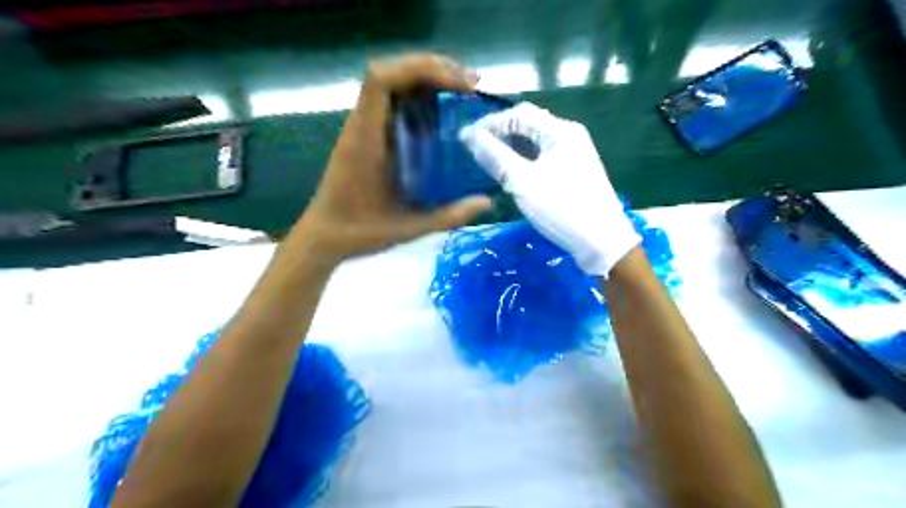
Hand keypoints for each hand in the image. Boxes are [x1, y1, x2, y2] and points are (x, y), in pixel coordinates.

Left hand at [292, 54, 491, 262]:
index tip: (458, 85)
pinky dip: (418, 97)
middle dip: (432, 69)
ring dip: (426, 79)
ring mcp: (363, 128)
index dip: (420, 69)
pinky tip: (441, 112)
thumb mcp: (408, 228)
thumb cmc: (359, 232)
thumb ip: (448, 216)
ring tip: (461, 91)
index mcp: (365, 140)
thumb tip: (486, 202)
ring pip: (391, 83)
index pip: (381, 80)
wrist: (324, 236)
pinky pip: (392, 102)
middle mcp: (361, 125)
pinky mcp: (367, 135)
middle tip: (470, 85)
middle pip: (390, 72)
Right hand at [457, 100, 639, 277]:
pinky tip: (511, 172)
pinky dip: (523, 159)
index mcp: (560, 131)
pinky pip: (542, 157)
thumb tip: (469, 136)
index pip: (518, 114)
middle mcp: (569, 135)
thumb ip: (495, 157)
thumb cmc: (562, 209)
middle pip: (528, 125)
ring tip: (488, 159)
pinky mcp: (573, 171)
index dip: (490, 123)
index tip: (466, 139)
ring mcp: (573, 153)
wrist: (602, 241)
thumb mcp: (523, 183)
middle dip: (499, 133)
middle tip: (475, 149)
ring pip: (535, 142)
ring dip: (510, 147)